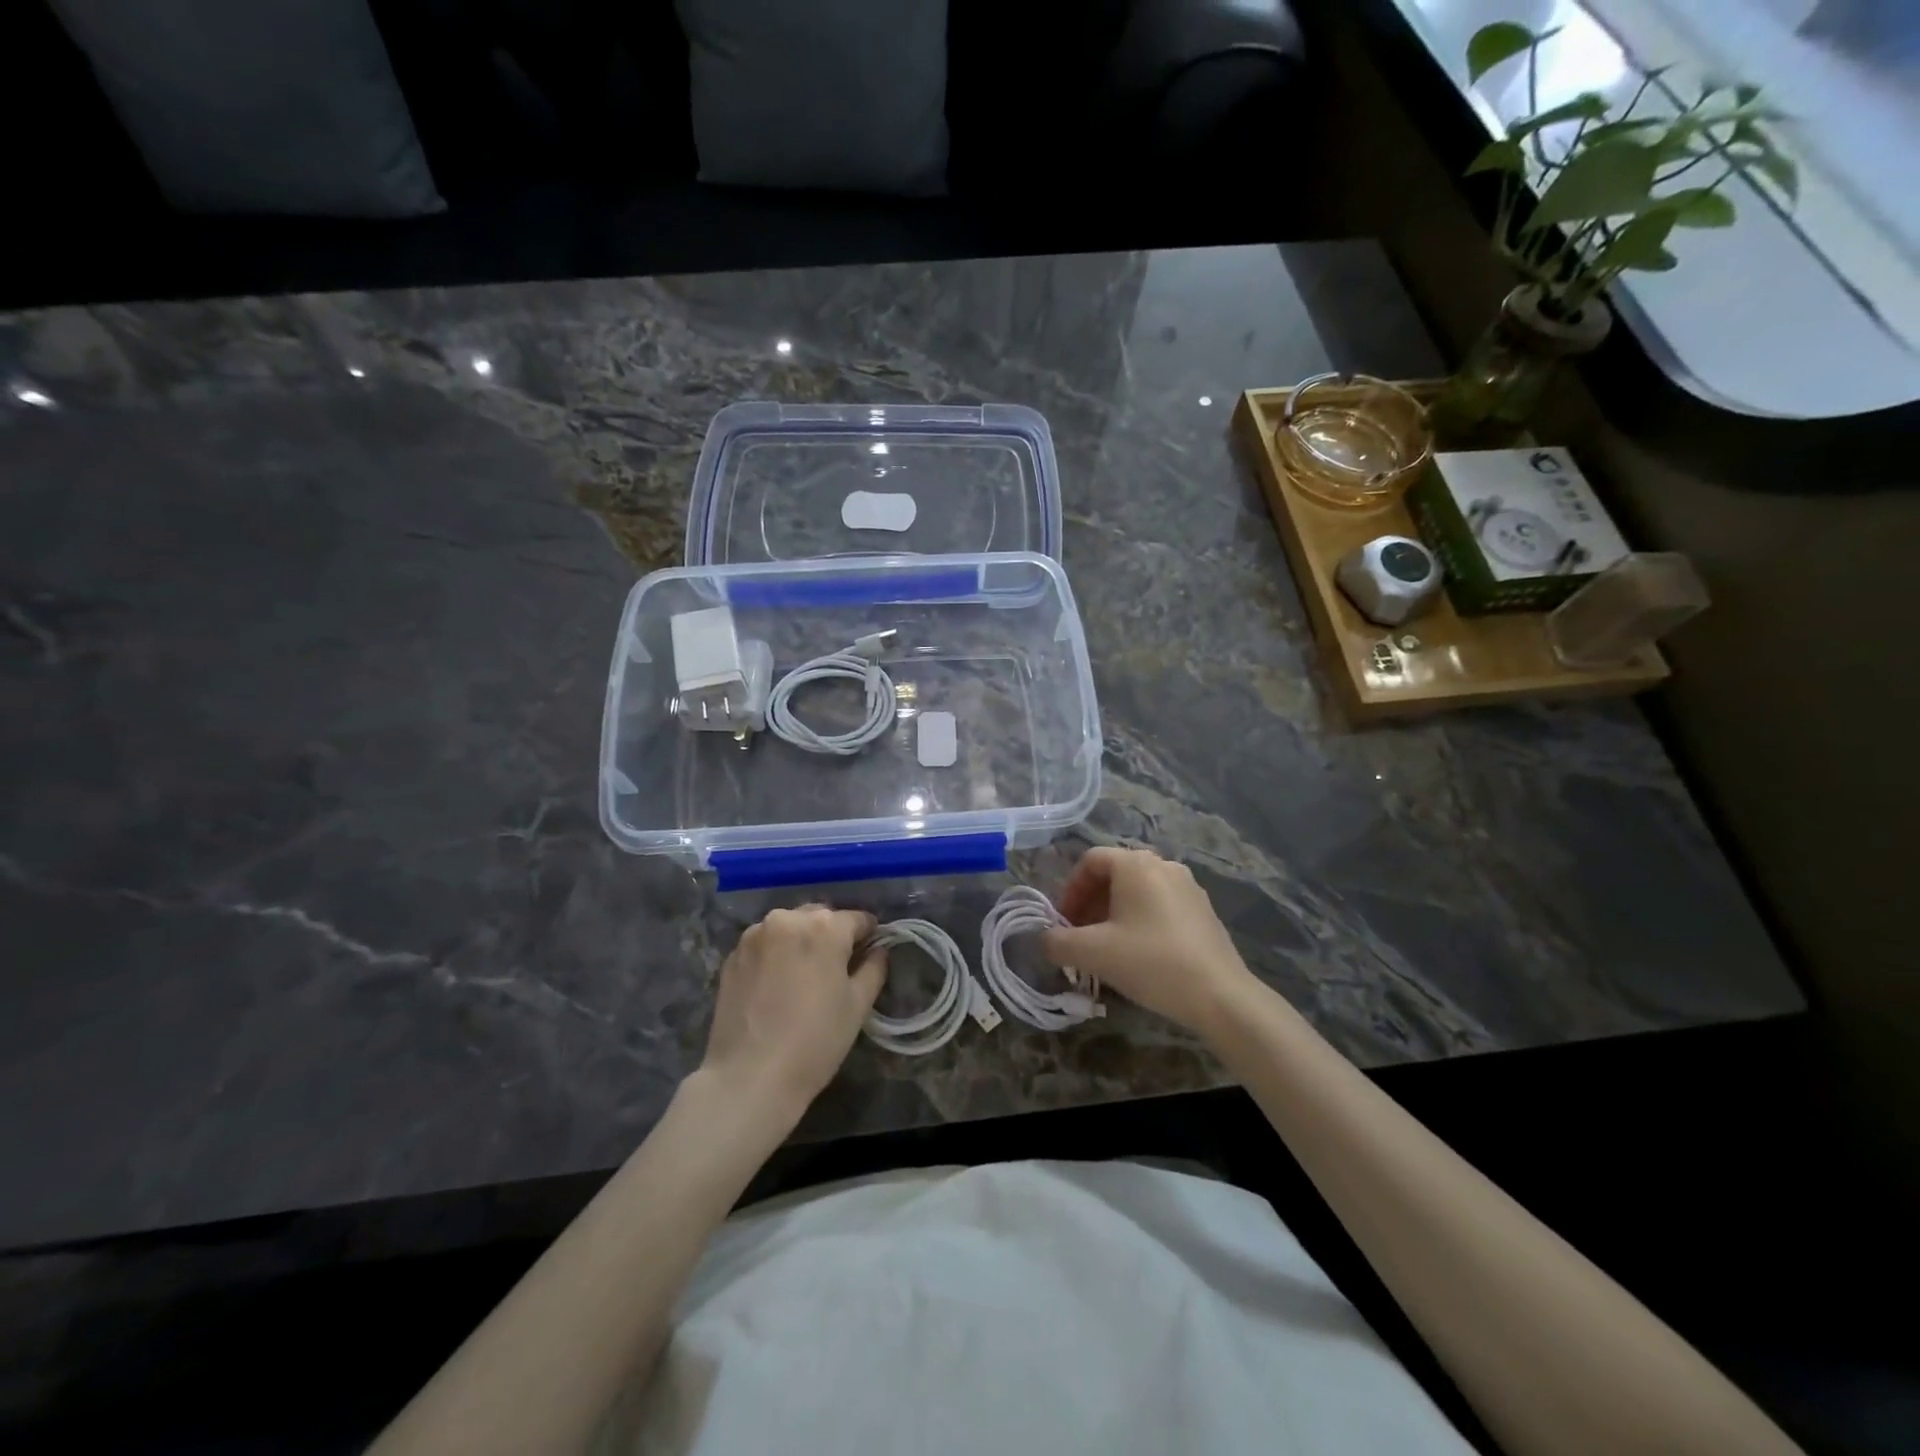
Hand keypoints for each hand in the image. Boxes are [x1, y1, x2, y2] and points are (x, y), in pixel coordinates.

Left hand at [701, 906, 886, 1119]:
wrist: (749, 1077)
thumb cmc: (815, 1041)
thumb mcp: (857, 1006)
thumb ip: (873, 969)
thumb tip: (878, 951)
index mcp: (825, 926)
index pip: (857, 919)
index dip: (868, 935)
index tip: (869, 954)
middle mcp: (788, 919)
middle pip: (820, 918)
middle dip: (831, 935)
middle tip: (836, 968)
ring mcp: (754, 935)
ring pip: (789, 928)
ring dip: (801, 941)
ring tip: (803, 976)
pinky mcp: (732, 956)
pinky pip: (764, 944)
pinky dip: (775, 954)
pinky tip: (776, 985)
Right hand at [1042, 847, 1255, 1037]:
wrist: (1219, 995)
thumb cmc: (1150, 962)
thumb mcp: (1093, 953)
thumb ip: (1058, 942)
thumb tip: (1044, 939)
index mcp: (1135, 864)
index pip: (1090, 861)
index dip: (1070, 890)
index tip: (1063, 922)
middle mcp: (1163, 865)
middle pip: (1114, 874)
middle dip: (1090, 904)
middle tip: (1080, 937)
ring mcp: (1188, 887)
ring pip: (1138, 891)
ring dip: (1114, 914)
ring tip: (1107, 949)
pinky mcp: (1204, 911)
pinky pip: (1160, 906)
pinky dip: (1140, 921)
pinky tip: (1140, 956)